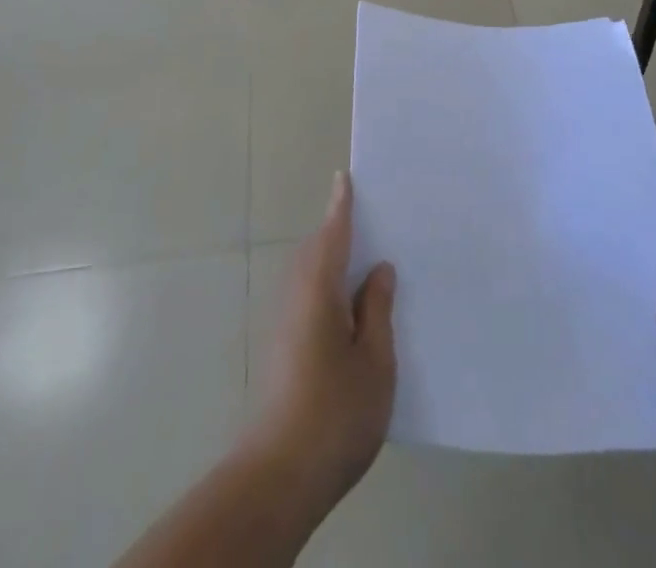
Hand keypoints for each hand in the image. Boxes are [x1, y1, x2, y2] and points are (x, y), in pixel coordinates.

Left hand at [248, 171, 396, 523]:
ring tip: (368, 264)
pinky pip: (307, 299)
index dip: (341, 205)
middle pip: (317, 250)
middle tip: (373, 221)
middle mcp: (295, 297)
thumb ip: (377, 310)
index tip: (345, 177)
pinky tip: (351, 312)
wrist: (277, 477)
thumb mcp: (374, 360)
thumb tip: (379, 270)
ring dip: (333, 262)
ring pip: (310, 277)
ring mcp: (284, 325)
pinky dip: (328, 289)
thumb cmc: (334, 412)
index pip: (333, 233)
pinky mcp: (281, 350)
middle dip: (339, 232)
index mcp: (319, 288)